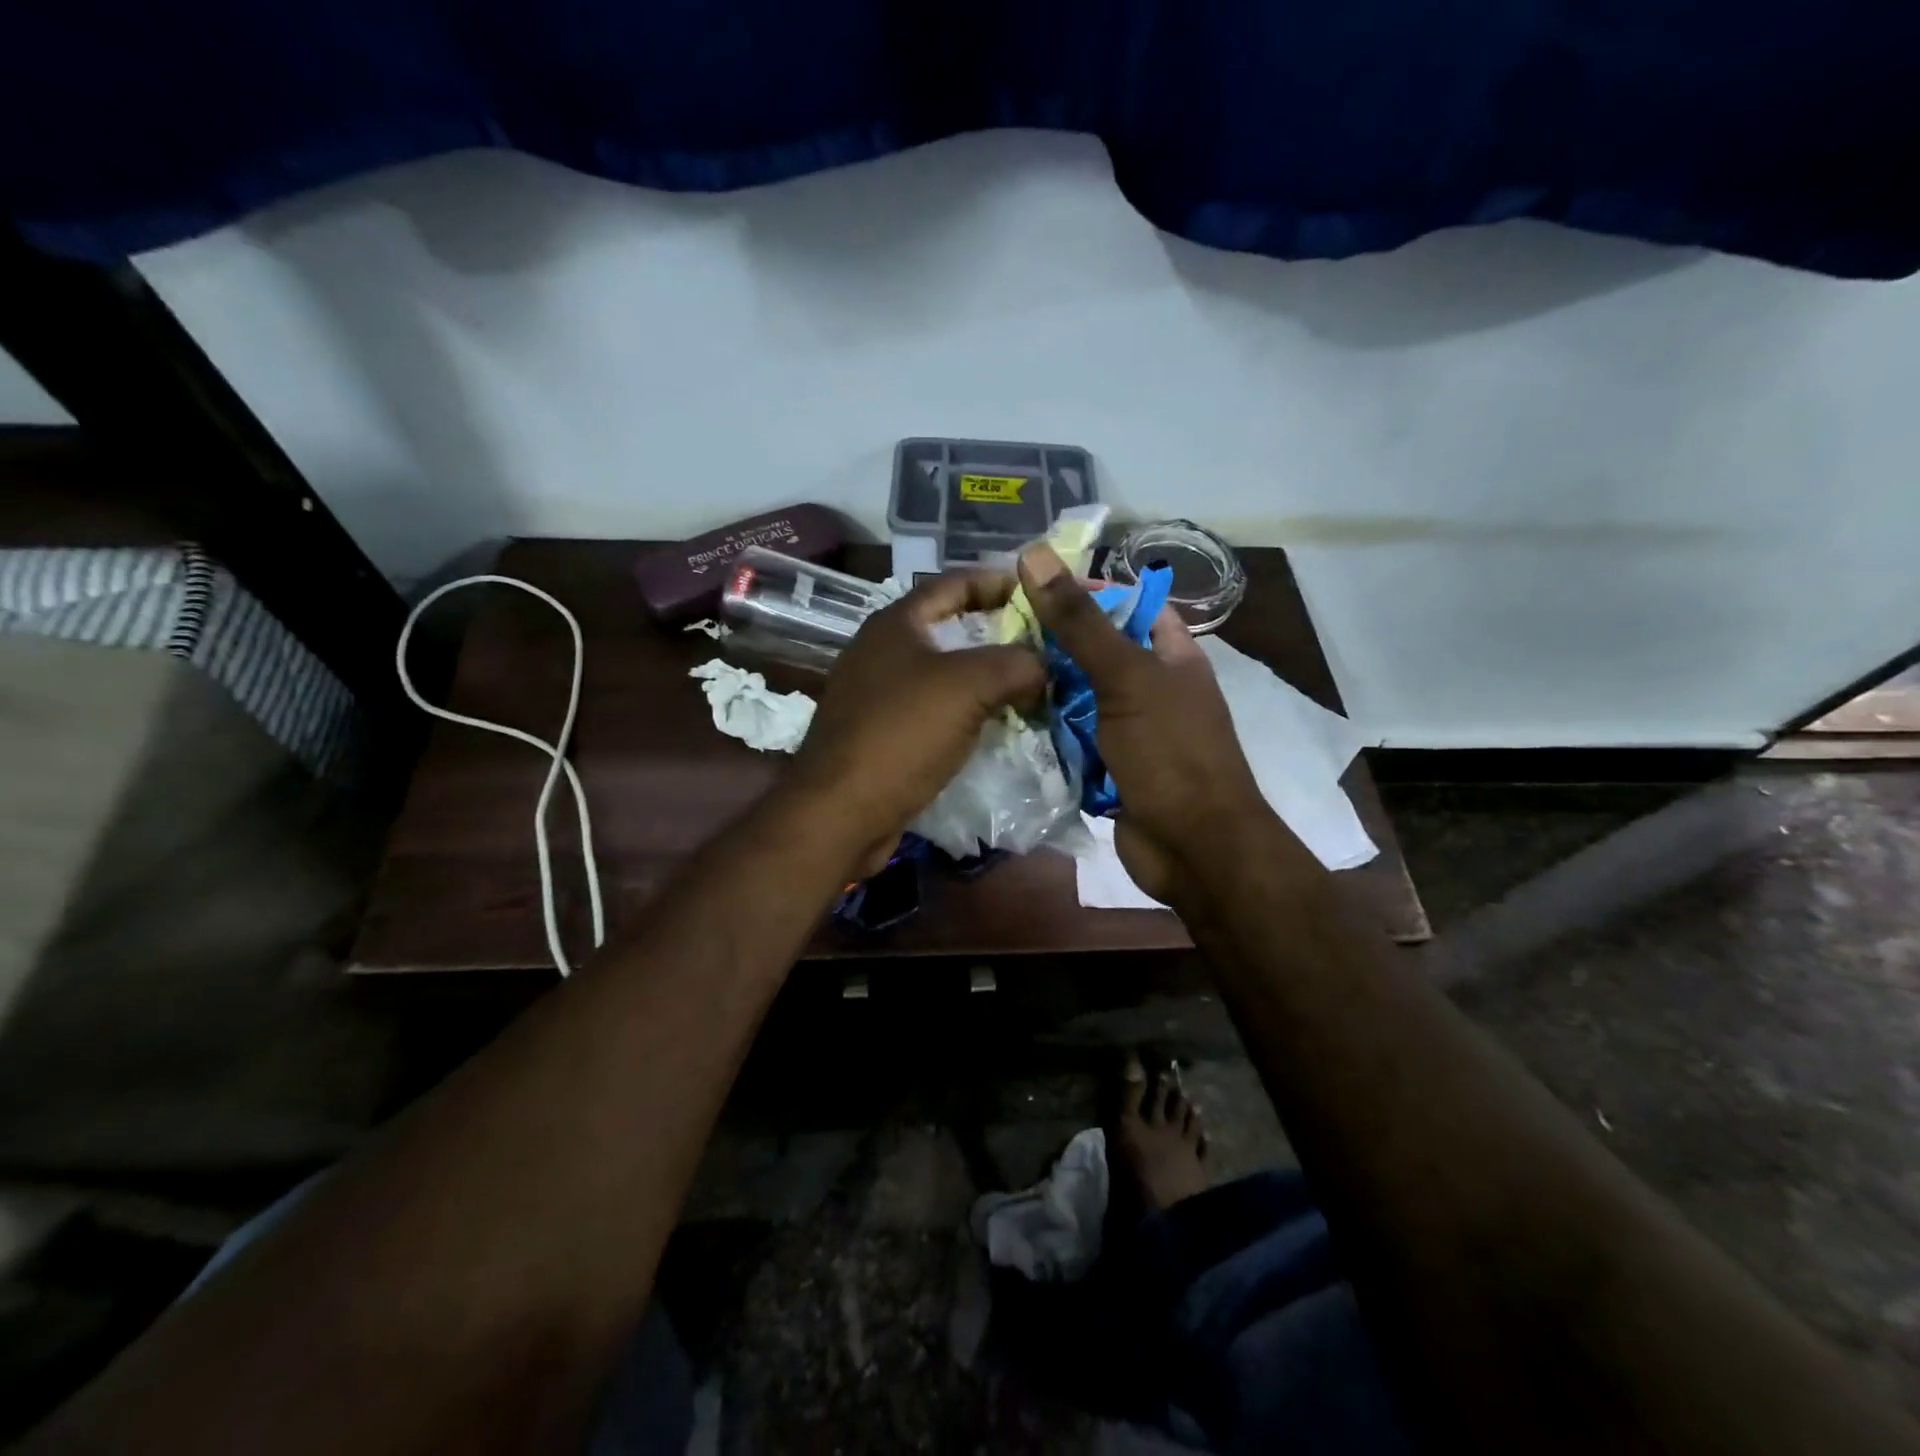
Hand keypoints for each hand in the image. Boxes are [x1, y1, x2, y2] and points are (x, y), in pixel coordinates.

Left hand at [787, 571, 1044, 874]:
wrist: (841, 811)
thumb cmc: (901, 734)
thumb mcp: (969, 687)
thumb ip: (1015, 664)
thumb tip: (1043, 665)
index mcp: (895, 624)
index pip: (953, 583)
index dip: (996, 581)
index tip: (1036, 591)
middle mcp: (880, 651)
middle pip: (947, 628)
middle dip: (995, 634)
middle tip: (1040, 644)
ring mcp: (875, 695)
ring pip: (940, 674)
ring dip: (982, 678)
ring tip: (1026, 686)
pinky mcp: (877, 734)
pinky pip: (930, 711)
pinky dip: (963, 712)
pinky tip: (991, 727)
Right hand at [1017, 543, 1270, 904]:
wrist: (1194, 848)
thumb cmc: (1170, 753)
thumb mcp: (1126, 678)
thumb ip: (1080, 622)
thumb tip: (1035, 556)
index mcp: (1171, 656)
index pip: (1128, 605)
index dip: (1086, 592)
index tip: (1029, 588)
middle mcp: (1151, 688)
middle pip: (1095, 653)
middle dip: (1051, 645)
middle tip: (994, 632)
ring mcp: (1129, 731)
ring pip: (1077, 698)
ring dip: (1042, 691)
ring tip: (990, 671)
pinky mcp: (1108, 767)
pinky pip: (1071, 739)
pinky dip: (1046, 733)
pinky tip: (1005, 719)